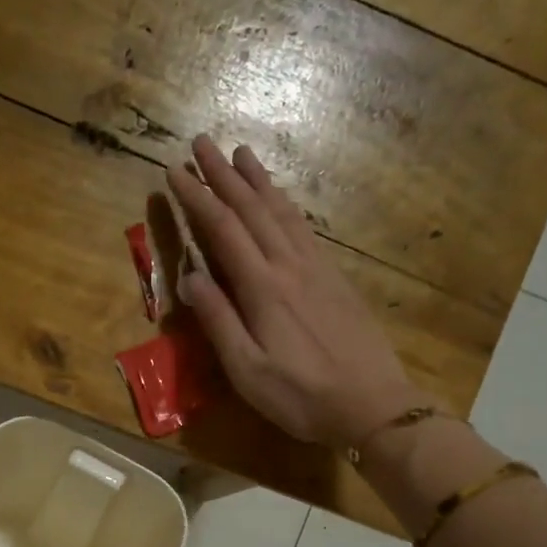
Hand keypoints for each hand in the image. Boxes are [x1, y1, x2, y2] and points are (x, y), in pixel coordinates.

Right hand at [167, 136, 427, 448]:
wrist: (372, 404)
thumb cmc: (301, 396)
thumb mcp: (247, 370)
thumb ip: (219, 321)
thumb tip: (191, 277)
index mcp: (262, 288)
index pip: (223, 230)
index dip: (197, 198)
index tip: (174, 172)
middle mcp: (289, 266)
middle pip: (252, 209)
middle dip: (224, 174)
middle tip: (201, 142)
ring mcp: (316, 268)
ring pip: (282, 211)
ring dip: (258, 180)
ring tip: (241, 152)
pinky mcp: (334, 278)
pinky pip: (303, 228)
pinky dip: (285, 204)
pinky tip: (280, 198)